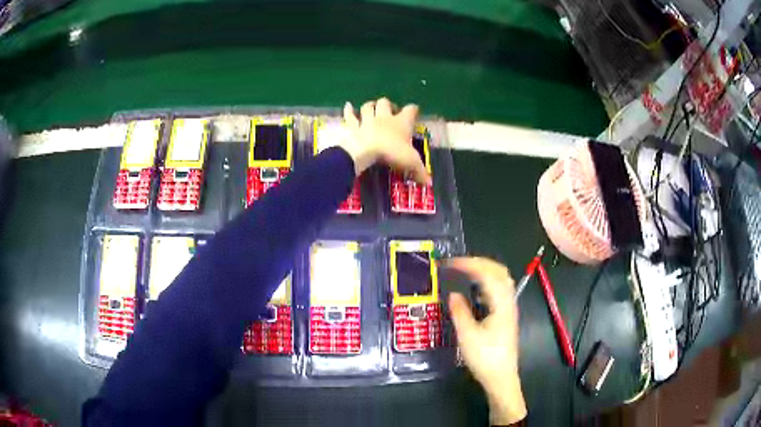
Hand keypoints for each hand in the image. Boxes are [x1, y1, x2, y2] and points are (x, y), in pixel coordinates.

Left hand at [340, 97, 430, 183]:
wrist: (365, 151)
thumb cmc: (391, 153)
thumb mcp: (410, 162)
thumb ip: (420, 171)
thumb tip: (429, 183)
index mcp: (401, 123)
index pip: (410, 111)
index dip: (413, 109)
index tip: (414, 110)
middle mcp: (384, 117)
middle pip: (386, 103)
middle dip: (388, 104)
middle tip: (390, 110)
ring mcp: (367, 120)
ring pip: (368, 107)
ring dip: (370, 105)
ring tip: (372, 106)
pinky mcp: (353, 126)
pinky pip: (350, 116)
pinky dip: (348, 110)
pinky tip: (348, 105)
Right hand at [446, 257, 526, 424]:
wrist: (501, 377)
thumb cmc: (485, 358)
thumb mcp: (467, 336)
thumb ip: (460, 312)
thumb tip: (453, 294)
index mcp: (501, 304)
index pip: (487, 273)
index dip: (469, 264)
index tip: (450, 263)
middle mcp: (508, 301)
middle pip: (499, 271)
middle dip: (479, 262)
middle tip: (458, 262)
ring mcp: (509, 308)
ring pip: (501, 279)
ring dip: (484, 270)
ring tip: (465, 270)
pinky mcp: (506, 315)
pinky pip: (499, 289)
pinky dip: (486, 281)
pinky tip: (475, 289)